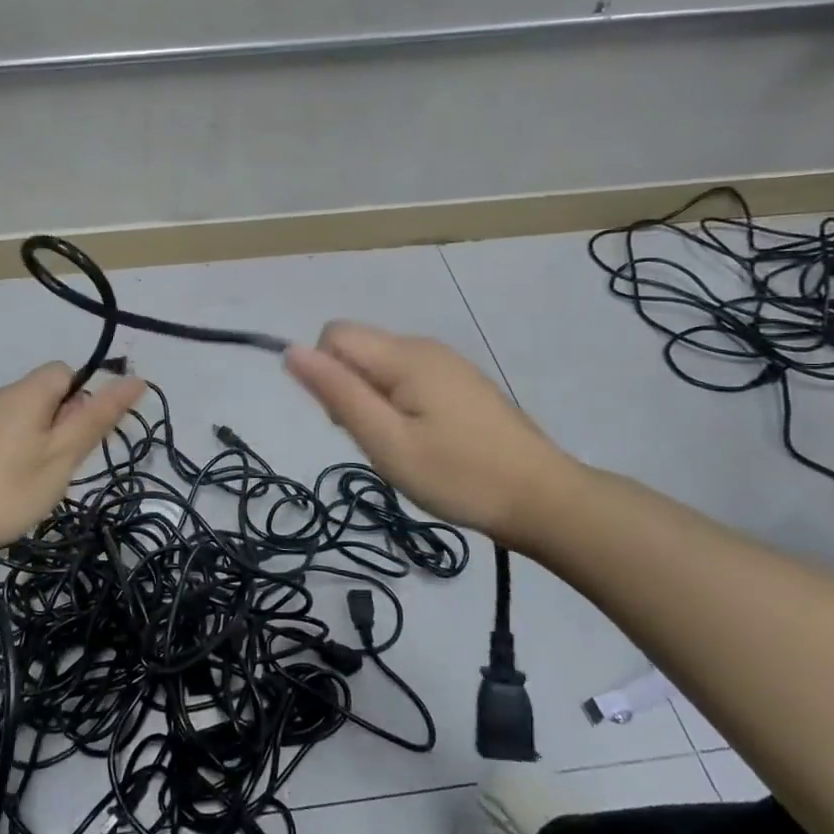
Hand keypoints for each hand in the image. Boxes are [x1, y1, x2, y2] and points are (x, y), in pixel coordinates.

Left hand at [0, 363, 145, 574]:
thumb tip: (134, 379)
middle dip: (57, 428)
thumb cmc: (0, 491)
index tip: (80, 440)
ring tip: (24, 491)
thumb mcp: (60, 459)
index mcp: (25, 394)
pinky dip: (0, 460)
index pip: (65, 371)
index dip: (83, 398)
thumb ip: (96, 419)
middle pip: (40, 398)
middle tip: (55, 473)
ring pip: (14, 422)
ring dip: (29, 446)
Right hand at [284, 322, 575, 551]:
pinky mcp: (460, 383)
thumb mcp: (387, 442)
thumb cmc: (458, 475)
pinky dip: (398, 405)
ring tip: (402, 447)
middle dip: (348, 390)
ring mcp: (447, 363)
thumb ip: (338, 393)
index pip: (334, 335)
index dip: (325, 375)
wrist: (542, 498)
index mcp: (405, 355)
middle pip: (357, 349)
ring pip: (380, 366)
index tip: (350, 421)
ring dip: (373, 401)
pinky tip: (424, 442)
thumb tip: (291, 351)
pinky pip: (407, 378)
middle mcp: (424, 347)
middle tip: (379, 441)